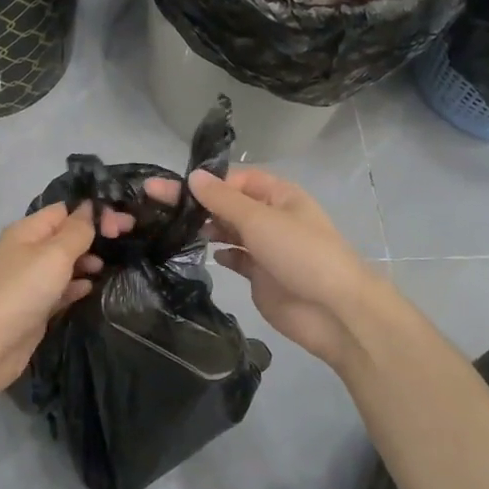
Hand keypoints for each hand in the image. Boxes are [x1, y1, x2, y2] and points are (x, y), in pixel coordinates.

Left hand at [0, 201, 133, 407]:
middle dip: (93, 236)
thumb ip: (77, 231)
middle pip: (65, 235)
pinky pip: (59, 288)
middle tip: (124, 241)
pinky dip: (75, 286)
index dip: (93, 212)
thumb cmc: (23, 290)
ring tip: (106, 267)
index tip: (122, 224)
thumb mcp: (55, 254)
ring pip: (64, 263)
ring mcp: (29, 280)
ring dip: (86, 262)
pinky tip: (90, 289)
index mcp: (27, 230)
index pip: (64, 210)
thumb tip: (89, 207)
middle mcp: (26, 251)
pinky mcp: (34, 306)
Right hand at [144, 167, 379, 371]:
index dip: (206, 182)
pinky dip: (221, 254)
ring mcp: (267, 248)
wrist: (334, 311)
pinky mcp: (261, 276)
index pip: (235, 180)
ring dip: (206, 227)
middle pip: (228, 204)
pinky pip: (236, 258)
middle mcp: (272, 217)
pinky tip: (204, 253)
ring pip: (230, 230)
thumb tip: (193, 176)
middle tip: (154, 201)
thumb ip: (223, 200)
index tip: (172, 188)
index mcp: (279, 195)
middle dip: (197, 203)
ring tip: (173, 227)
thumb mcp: (260, 219)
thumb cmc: (300, 254)